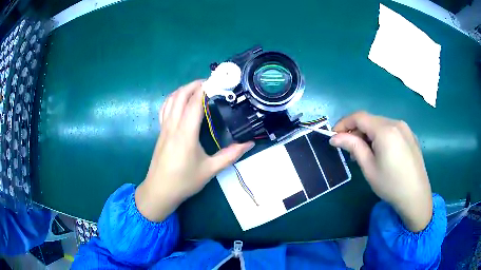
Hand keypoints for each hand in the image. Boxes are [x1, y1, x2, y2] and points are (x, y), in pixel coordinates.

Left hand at [135, 80, 253, 221]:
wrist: (159, 191)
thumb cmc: (184, 181)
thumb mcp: (210, 170)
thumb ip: (230, 155)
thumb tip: (249, 143)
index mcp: (185, 133)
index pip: (194, 103)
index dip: (205, 89)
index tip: (217, 81)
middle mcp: (173, 126)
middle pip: (180, 96)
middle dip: (194, 85)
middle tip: (210, 83)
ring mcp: (164, 128)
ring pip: (170, 100)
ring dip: (183, 89)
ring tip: (196, 88)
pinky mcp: (160, 132)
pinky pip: (164, 108)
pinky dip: (173, 98)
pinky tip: (180, 101)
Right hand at [329, 111, 432, 231]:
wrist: (416, 196)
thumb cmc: (390, 184)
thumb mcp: (369, 167)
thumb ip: (353, 147)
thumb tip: (335, 137)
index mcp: (385, 130)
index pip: (359, 117)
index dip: (343, 123)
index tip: (334, 136)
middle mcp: (396, 123)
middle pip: (370, 120)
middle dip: (356, 131)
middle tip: (349, 150)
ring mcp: (405, 128)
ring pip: (381, 125)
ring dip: (368, 134)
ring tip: (364, 153)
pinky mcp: (410, 135)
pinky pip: (391, 130)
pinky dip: (380, 136)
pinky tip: (381, 152)